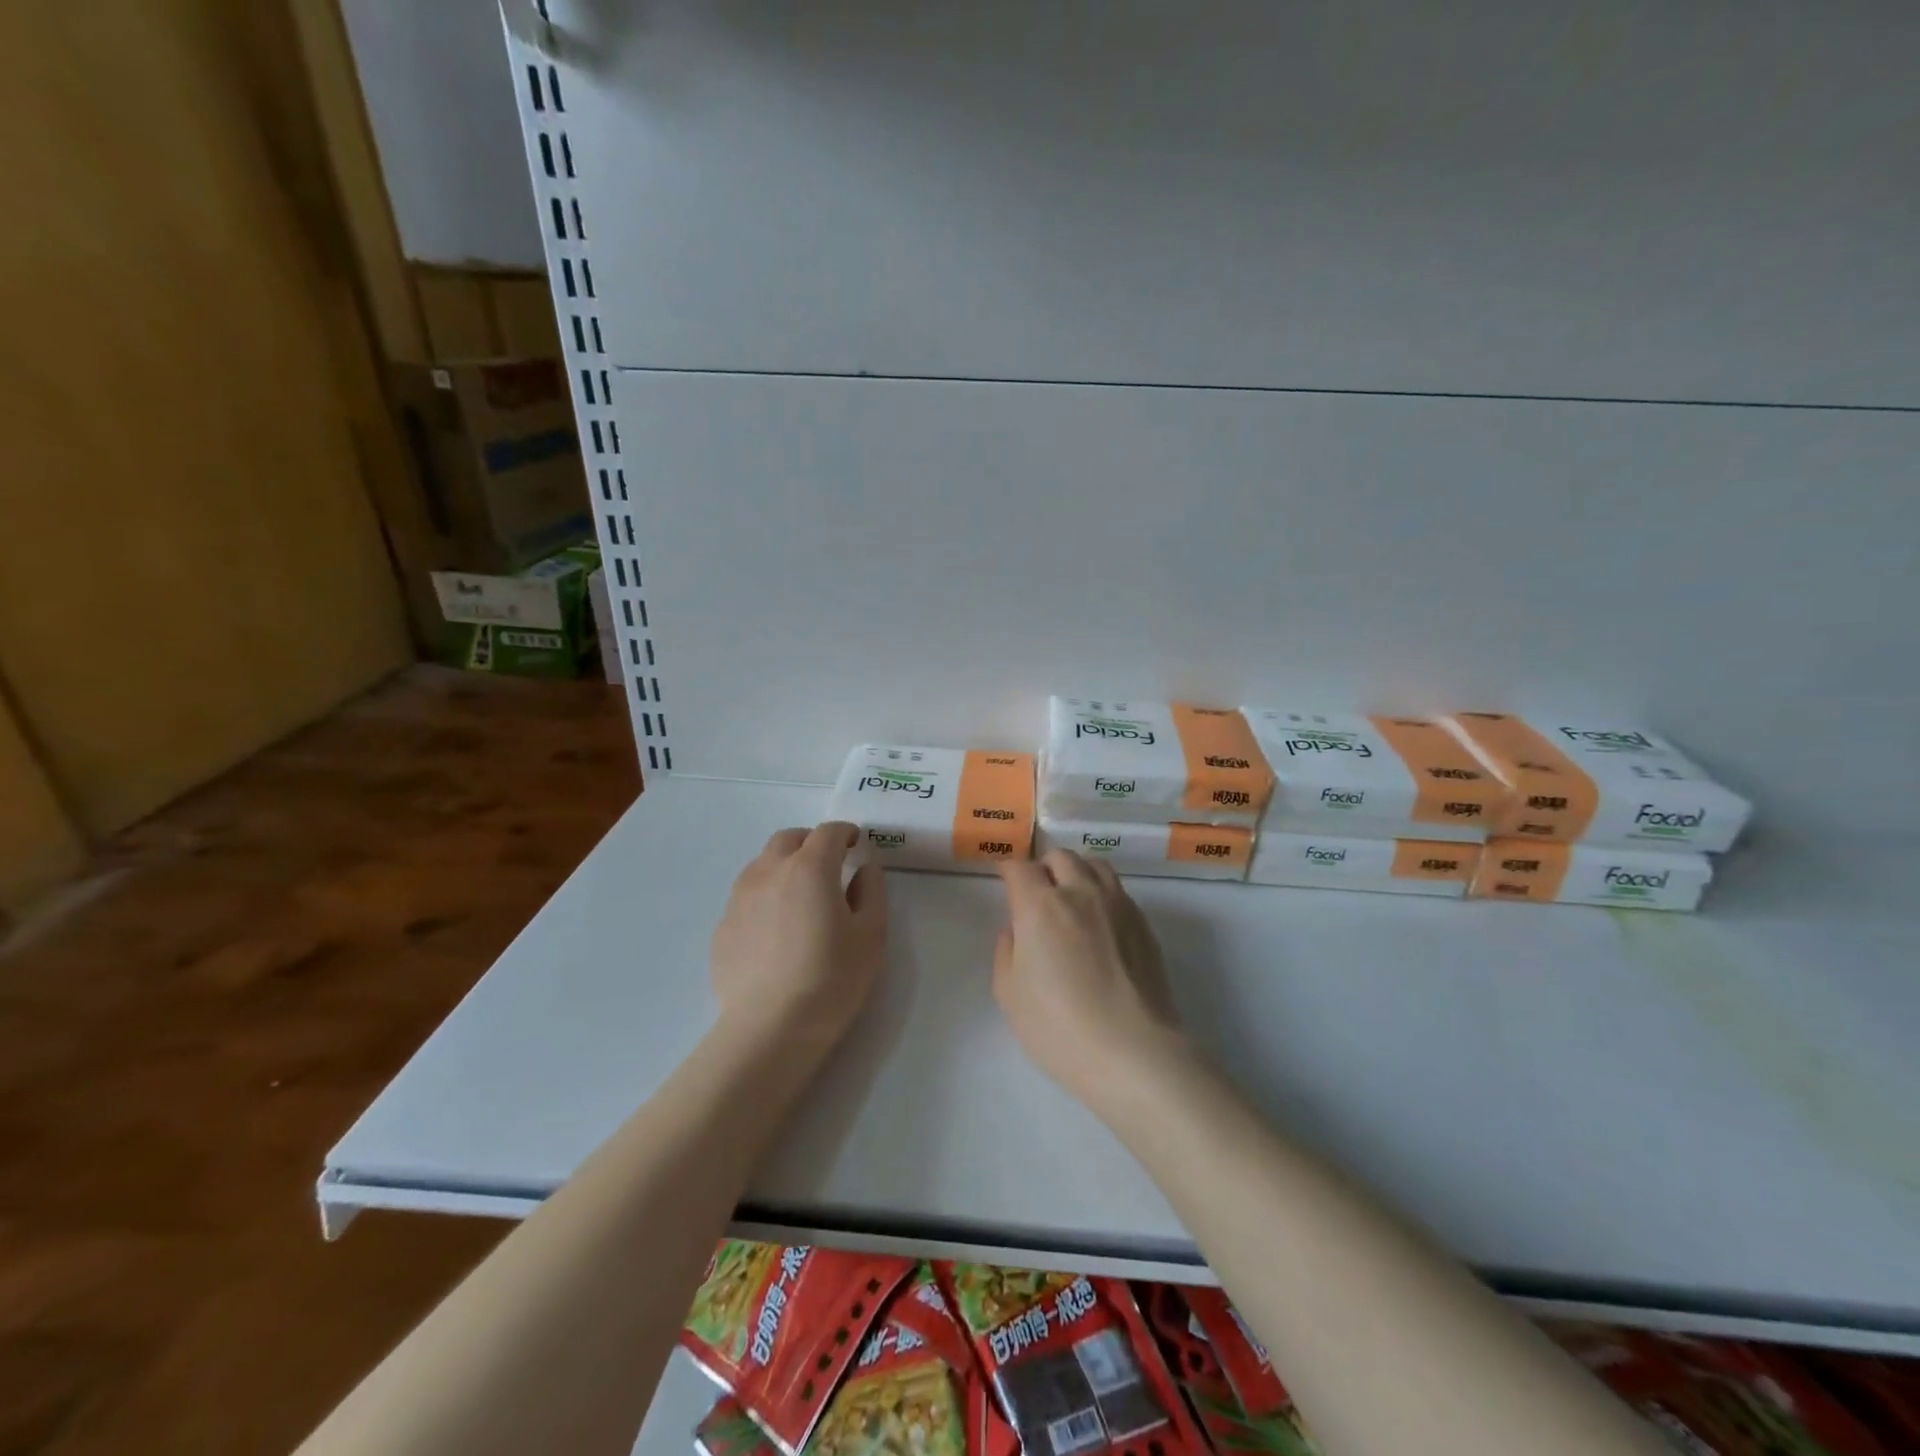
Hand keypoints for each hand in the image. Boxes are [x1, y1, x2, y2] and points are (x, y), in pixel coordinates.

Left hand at [710, 822, 887, 1049]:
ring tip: (800, 895)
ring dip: (784, 866)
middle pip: (789, 839)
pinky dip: (765, 896)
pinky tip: (776, 930)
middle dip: (811, 842)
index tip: (855, 844)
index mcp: (810, 867)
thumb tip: (864, 866)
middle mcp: (769, 871)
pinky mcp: (723, 926)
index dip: (845, 832)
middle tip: (829, 864)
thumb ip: (871, 890)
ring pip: (762, 864)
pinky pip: (747, 896)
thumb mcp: (870, 934)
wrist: (770, 1027)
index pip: (828, 832)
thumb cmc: (832, 978)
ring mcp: (739, 898)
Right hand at [993, 850, 1188, 1110]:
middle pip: (1060, 857)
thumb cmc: (1059, 1028)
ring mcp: (1118, 904)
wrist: (1134, 1053)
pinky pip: (1118, 891)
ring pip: (1094, 865)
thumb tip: (1015, 930)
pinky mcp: (1143, 923)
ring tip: (1071, 898)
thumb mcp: (1010, 995)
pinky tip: (1100, 923)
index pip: (1020, 868)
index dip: (1009, 872)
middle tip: (1037, 894)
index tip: (1006, 883)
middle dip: (1043, 868)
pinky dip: (1102, 894)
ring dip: (1076, 873)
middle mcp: (1080, 892)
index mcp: (1040, 905)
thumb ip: (1006, 952)